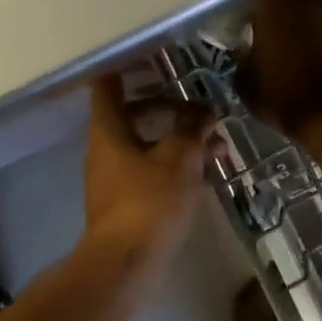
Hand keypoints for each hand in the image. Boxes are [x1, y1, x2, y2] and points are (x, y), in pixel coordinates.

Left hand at [82, 75, 213, 261]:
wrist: (127, 264)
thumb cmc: (150, 201)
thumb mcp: (180, 158)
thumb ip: (193, 129)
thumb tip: (204, 112)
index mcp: (109, 130)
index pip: (108, 85)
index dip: (126, 67)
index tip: (150, 57)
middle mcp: (105, 149)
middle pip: (133, 114)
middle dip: (169, 108)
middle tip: (200, 109)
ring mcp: (113, 178)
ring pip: (146, 145)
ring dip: (177, 140)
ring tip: (216, 147)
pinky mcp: (125, 203)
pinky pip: (150, 171)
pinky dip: (173, 165)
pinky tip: (204, 174)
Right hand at [238, 0, 321, 138]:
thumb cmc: (281, 97)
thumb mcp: (246, 82)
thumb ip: (242, 58)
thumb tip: (243, 49)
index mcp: (271, 5)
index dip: (250, 5)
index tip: (244, 19)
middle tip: (268, 14)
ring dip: (301, 5)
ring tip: (290, 26)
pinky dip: (316, 23)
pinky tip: (308, 41)